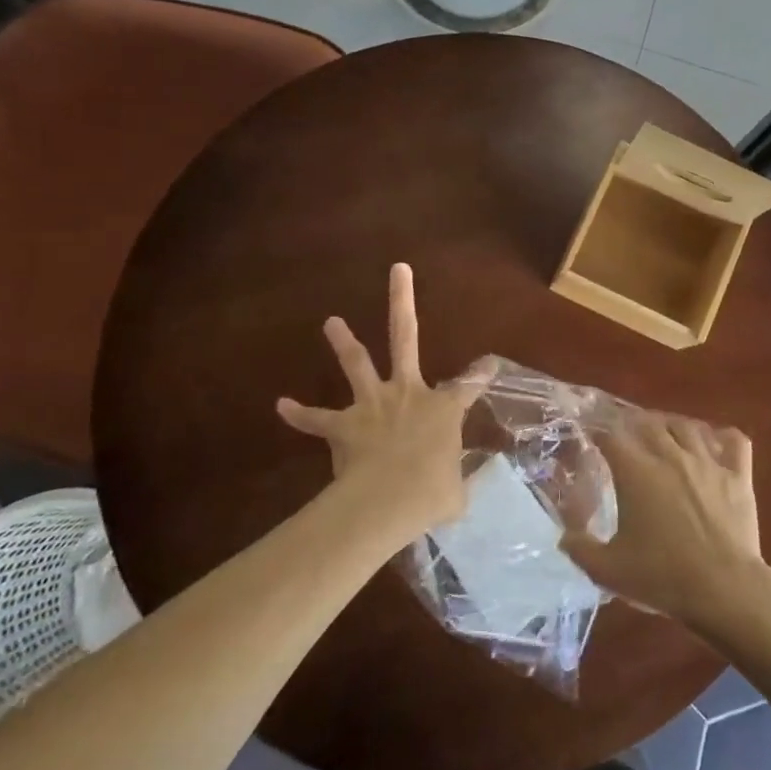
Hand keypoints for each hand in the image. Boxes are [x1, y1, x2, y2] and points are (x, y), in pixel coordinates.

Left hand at [276, 263, 494, 538]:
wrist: (387, 500)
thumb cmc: (430, 494)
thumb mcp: (455, 493)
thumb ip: (456, 481)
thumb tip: (460, 487)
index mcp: (442, 409)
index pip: (468, 386)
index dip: (481, 375)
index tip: (488, 363)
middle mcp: (408, 393)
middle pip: (405, 336)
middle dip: (401, 300)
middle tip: (397, 269)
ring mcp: (373, 405)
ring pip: (357, 362)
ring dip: (343, 341)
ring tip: (330, 321)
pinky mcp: (344, 426)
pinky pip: (317, 418)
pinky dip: (299, 413)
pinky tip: (282, 405)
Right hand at [560, 411, 769, 634]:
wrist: (724, 590)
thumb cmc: (662, 577)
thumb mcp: (608, 571)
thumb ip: (580, 549)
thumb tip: (563, 535)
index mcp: (636, 472)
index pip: (611, 435)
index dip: (599, 432)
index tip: (593, 438)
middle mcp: (670, 455)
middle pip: (648, 422)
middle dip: (633, 424)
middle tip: (627, 436)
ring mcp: (708, 461)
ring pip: (687, 426)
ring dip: (672, 425)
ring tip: (665, 434)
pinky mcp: (738, 474)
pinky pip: (734, 440)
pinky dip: (722, 437)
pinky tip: (715, 443)